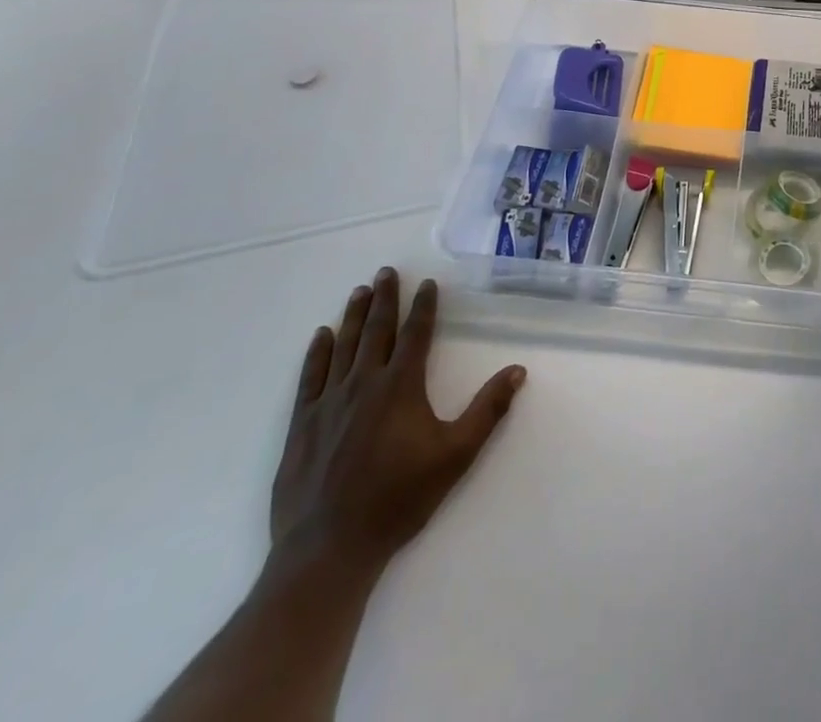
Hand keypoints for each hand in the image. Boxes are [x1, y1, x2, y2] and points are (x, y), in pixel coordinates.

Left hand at [271, 268, 525, 574]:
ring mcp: (328, 403)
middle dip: (385, 298)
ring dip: (353, 315)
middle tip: (386, 271)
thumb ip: (488, 410)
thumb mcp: (456, 456)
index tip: (427, 284)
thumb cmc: (398, 500)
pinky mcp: (302, 425)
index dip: (424, 306)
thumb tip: (518, 370)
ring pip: (343, 345)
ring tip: (360, 290)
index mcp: (401, 386)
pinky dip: (318, 351)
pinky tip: (322, 335)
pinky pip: (311, 376)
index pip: (416, 334)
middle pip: (377, 330)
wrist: (328, 549)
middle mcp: (364, 383)